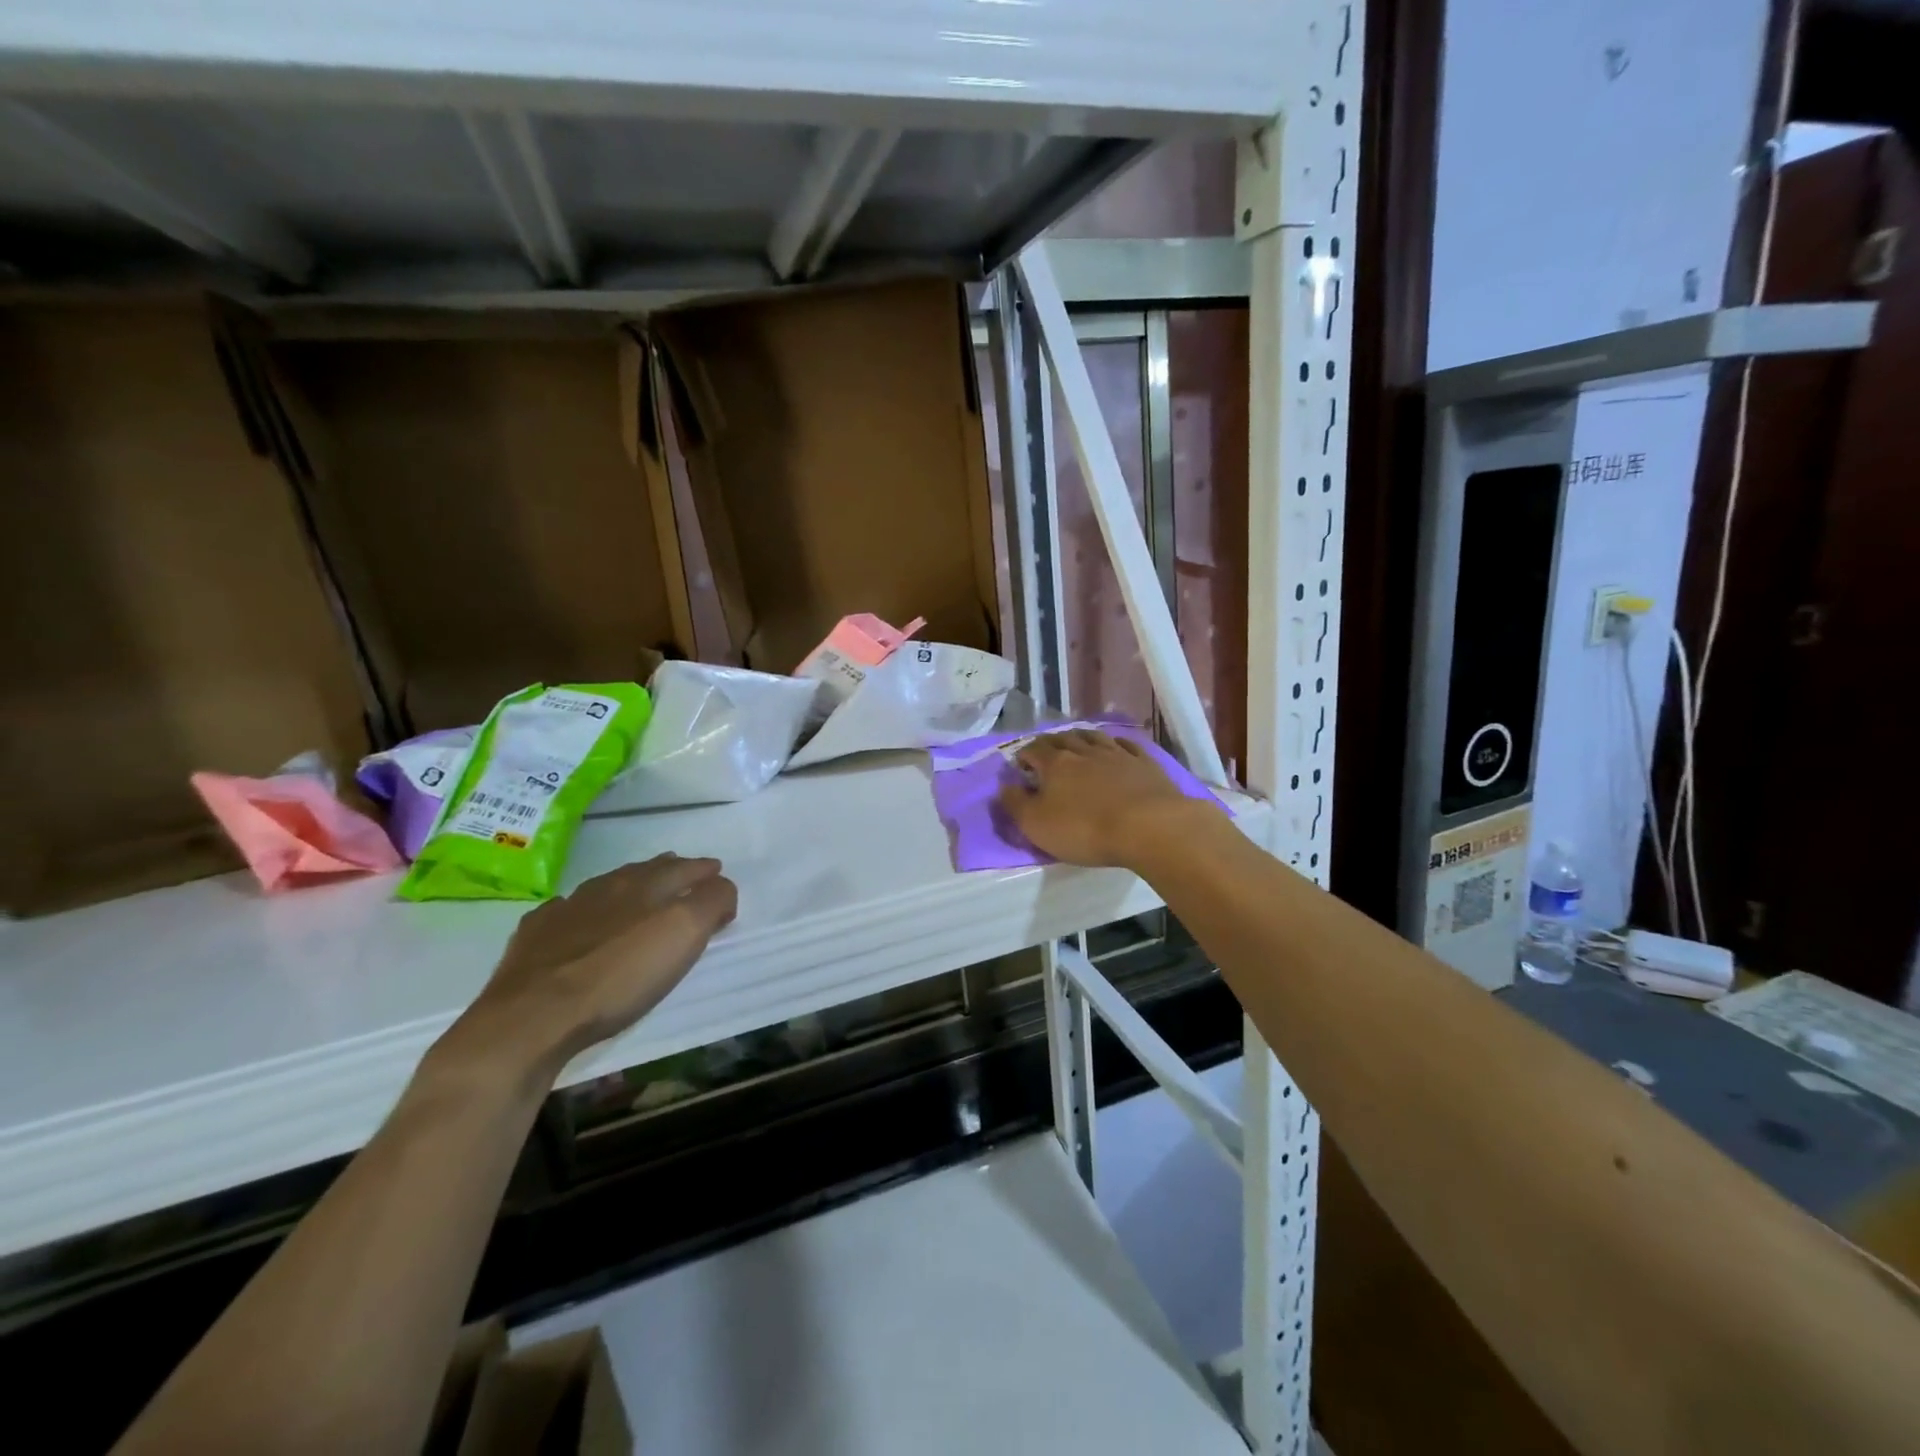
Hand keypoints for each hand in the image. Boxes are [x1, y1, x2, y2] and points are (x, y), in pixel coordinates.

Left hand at [445, 854, 737, 1080]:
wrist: (532, 1016)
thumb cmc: (619, 977)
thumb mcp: (683, 936)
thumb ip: (710, 903)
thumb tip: (721, 886)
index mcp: (646, 886)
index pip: (684, 868)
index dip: (704, 871)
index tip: (718, 874)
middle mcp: (607, 889)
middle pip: (645, 871)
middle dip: (669, 870)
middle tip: (685, 873)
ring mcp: (566, 910)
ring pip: (606, 887)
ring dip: (627, 887)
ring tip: (639, 892)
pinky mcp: (534, 938)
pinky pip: (565, 912)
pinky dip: (582, 911)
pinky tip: (579, 920)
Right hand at [996, 729, 1203, 867]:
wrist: (1148, 826)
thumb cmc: (1085, 829)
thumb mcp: (1037, 825)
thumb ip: (1015, 804)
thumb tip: (1004, 786)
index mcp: (1055, 763)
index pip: (1033, 749)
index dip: (1024, 755)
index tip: (1021, 765)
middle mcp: (1084, 751)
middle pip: (1063, 739)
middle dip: (1051, 743)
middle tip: (1046, 752)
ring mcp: (1117, 754)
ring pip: (1094, 736)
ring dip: (1081, 738)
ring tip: (1076, 742)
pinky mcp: (1144, 763)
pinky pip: (1126, 744)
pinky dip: (1115, 743)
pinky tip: (1115, 746)